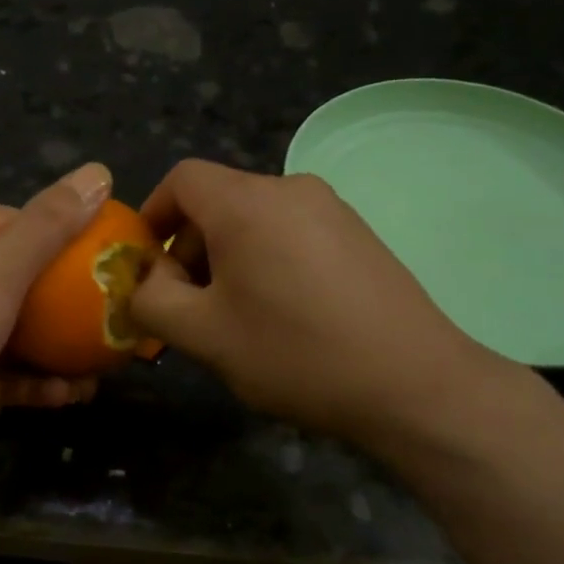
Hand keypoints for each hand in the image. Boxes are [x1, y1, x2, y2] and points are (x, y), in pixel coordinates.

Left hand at [0, 162, 113, 476]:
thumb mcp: (0, 266)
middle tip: (121, 306)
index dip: (66, 226)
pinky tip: (73, 394)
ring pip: (28, 334)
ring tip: (110, 357)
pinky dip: (42, 385)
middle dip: (74, 294)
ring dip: (65, 345)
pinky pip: (16, 378)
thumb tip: (98, 171)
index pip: (22, 222)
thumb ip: (50, 223)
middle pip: (31, 281)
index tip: (109, 242)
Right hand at [129, 160, 520, 454]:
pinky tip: (282, 313)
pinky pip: (291, 232)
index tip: (147, 264)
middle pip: (218, 201)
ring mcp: (331, 209)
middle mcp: (290, 189)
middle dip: (189, 247)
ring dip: (227, 257)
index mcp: (247, 203)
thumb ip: (152, 301)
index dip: (153, 214)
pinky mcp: (358, 233)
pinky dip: (267, 259)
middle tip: (187, 306)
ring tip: (234, 316)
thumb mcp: (204, 336)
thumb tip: (147, 282)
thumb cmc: (296, 354)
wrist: (416, 384)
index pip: (182, 179)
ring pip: (255, 219)